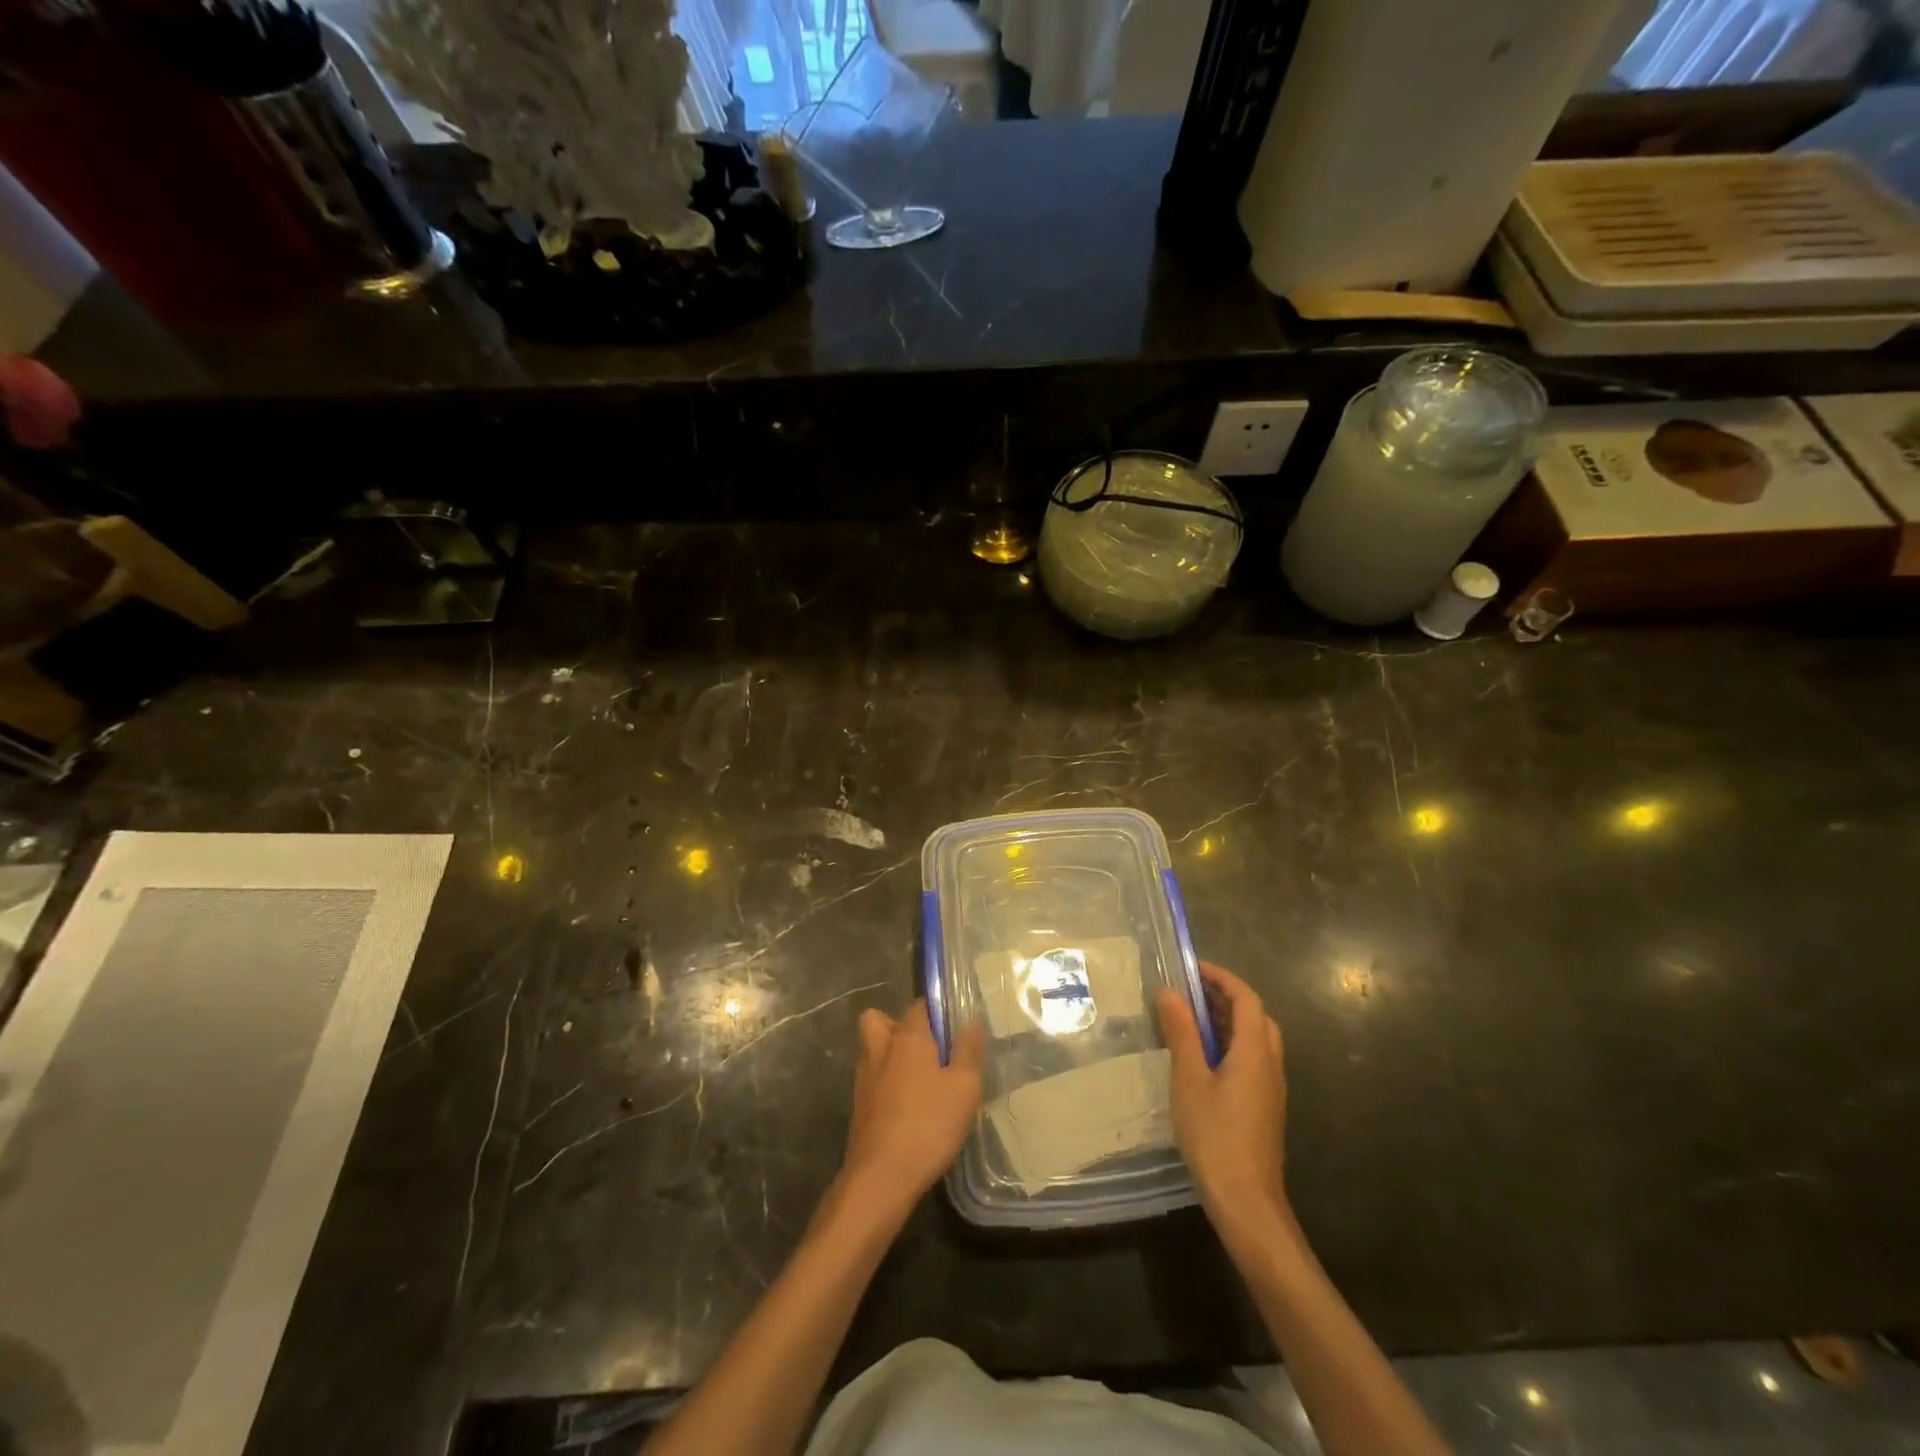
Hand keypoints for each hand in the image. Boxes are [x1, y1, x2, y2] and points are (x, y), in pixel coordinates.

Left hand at [838, 999, 982, 1220]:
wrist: (881, 1177)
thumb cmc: (928, 1125)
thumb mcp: (964, 1087)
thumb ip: (968, 1050)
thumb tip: (970, 1018)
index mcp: (907, 1037)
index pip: (919, 1005)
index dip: (937, 1010)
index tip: (954, 1028)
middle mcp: (880, 1049)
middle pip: (880, 1019)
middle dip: (900, 1026)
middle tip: (928, 1048)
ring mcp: (864, 1078)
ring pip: (873, 1049)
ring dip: (890, 1054)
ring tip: (920, 1078)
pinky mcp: (859, 1106)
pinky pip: (872, 1078)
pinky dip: (886, 1082)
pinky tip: (908, 1106)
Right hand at [1157, 961, 1288, 1229]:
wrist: (1246, 1201)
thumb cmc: (1215, 1136)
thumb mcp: (1188, 1079)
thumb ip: (1181, 1033)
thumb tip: (1170, 991)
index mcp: (1255, 1052)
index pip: (1247, 999)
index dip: (1222, 978)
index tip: (1192, 969)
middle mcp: (1270, 1065)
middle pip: (1256, 1017)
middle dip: (1226, 998)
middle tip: (1191, 993)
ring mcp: (1271, 1089)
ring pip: (1255, 1040)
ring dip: (1228, 1022)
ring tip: (1190, 1021)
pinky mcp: (1264, 1108)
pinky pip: (1251, 1061)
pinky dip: (1230, 1045)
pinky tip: (1202, 1060)